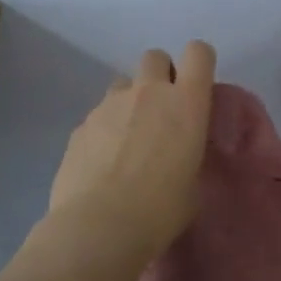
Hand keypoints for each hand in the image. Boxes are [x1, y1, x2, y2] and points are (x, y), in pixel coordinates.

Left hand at [46, 41, 216, 261]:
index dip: (200, 63)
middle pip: (155, 57)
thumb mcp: (193, 184)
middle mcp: (148, 92)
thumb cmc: (161, 210)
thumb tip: (178, 155)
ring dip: (130, 100)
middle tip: (161, 109)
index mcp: (186, 103)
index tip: (198, 85)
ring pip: (122, 84)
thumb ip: (189, 155)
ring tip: (129, 138)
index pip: (199, 53)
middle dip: (160, 74)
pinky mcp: (80, 125)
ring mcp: (109, 105)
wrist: (99, 227)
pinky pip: (98, 114)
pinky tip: (103, 162)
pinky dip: (104, 129)